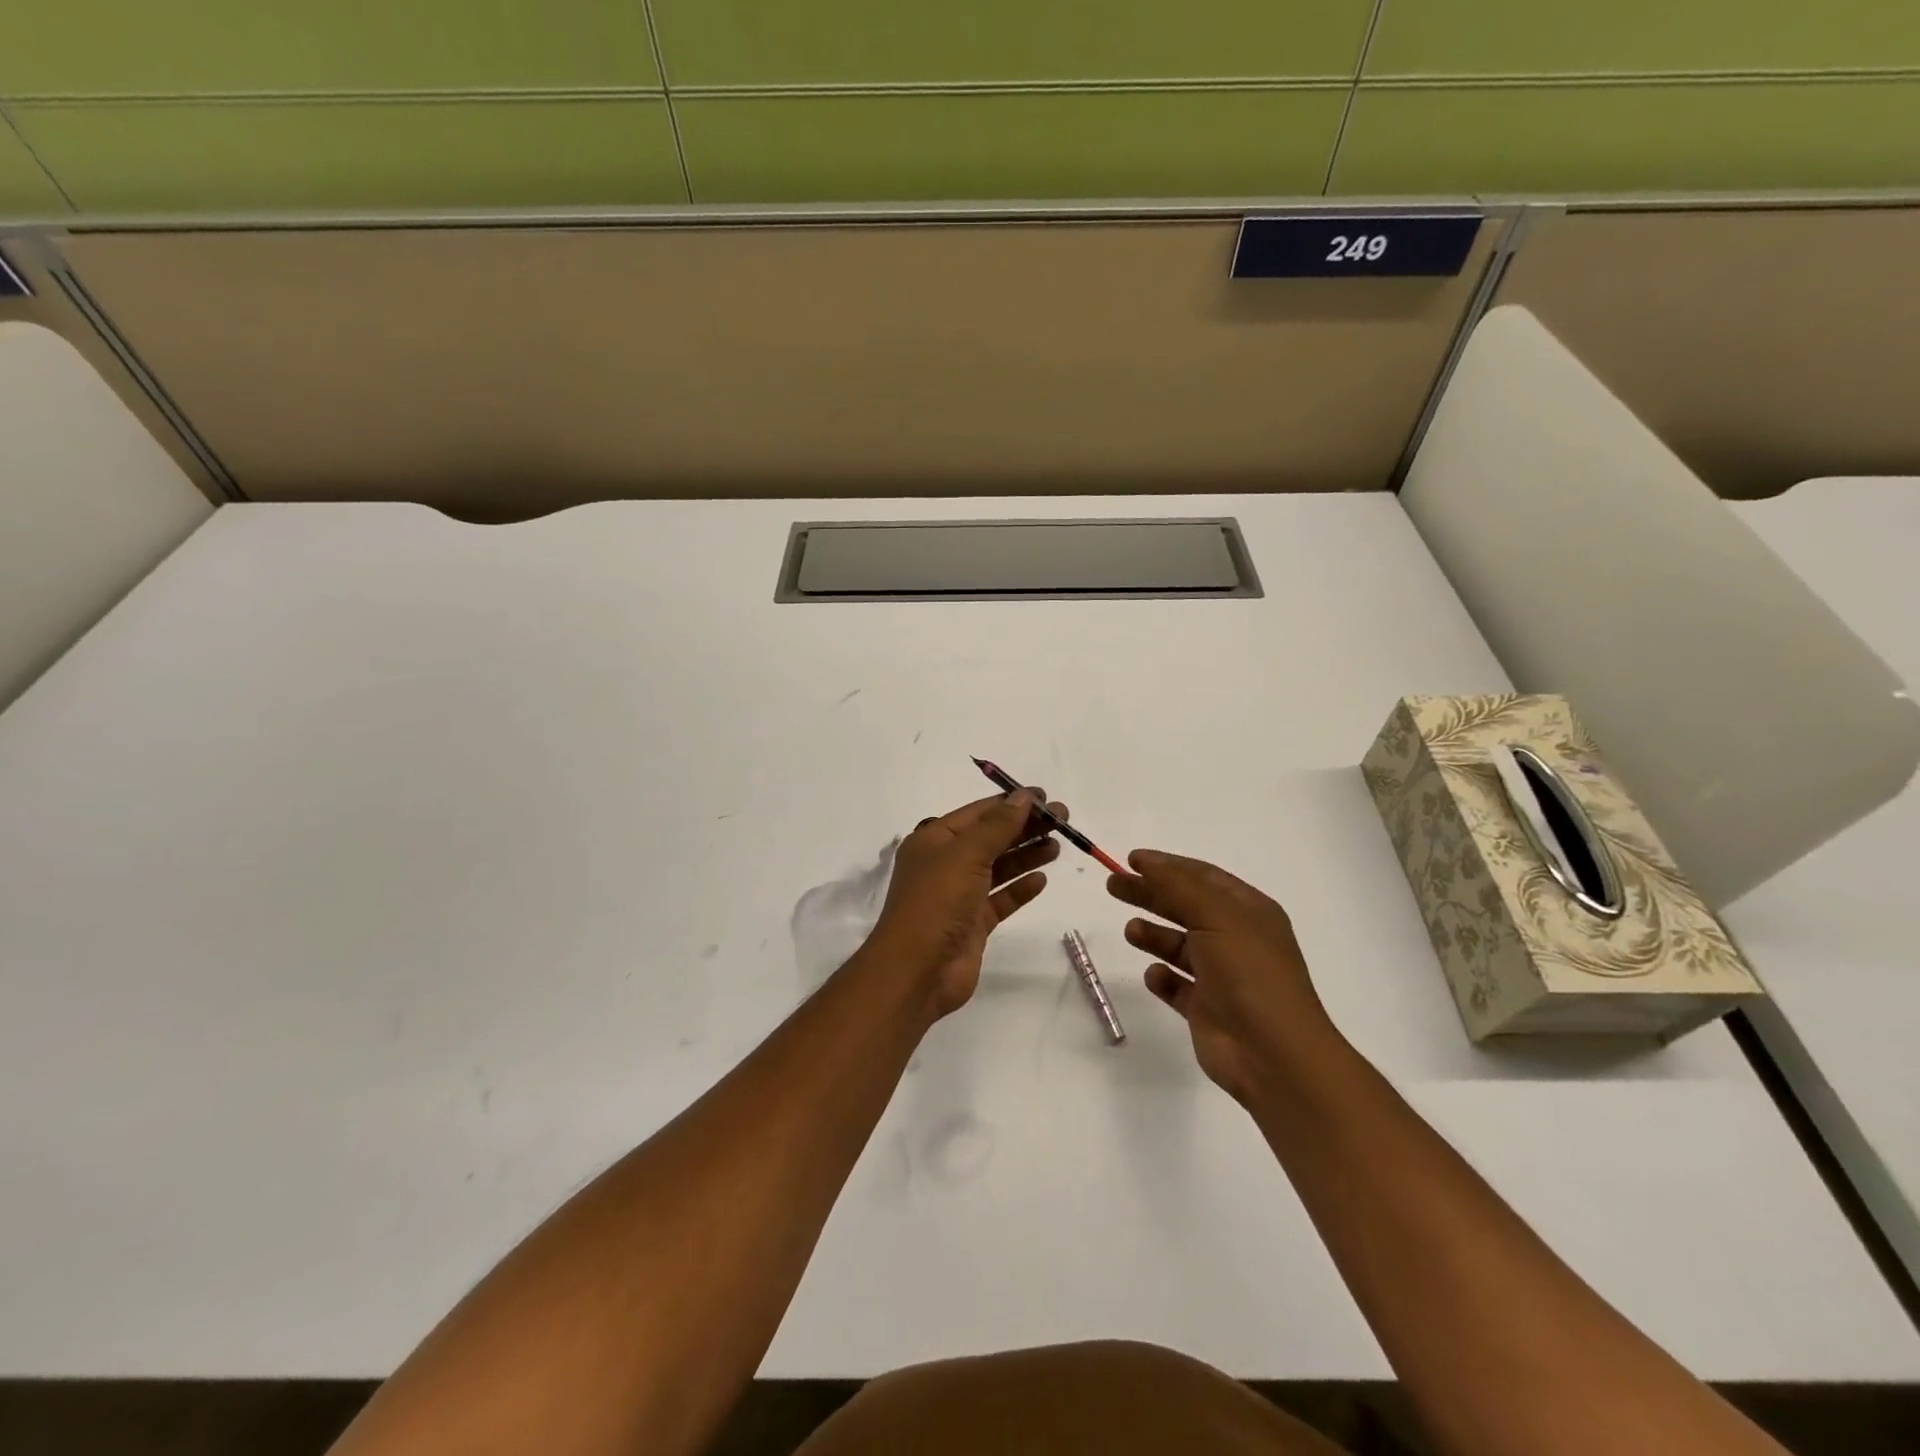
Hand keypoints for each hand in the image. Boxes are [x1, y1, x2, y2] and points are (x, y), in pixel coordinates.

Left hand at [867, 790, 1064, 1018]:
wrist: (917, 971)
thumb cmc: (937, 902)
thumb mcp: (966, 855)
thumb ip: (998, 825)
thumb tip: (1024, 796)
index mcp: (934, 840)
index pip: (978, 813)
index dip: (1011, 803)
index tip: (1045, 797)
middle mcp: (945, 864)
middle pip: (991, 838)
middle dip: (1025, 827)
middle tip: (1063, 819)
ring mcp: (959, 895)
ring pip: (998, 867)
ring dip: (1026, 855)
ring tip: (1057, 846)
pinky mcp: (973, 924)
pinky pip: (1001, 899)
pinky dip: (1020, 889)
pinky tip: (1041, 879)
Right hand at [1107, 850, 1334, 1103]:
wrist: (1272, 1054)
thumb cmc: (1249, 973)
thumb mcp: (1216, 916)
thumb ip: (1178, 885)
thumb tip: (1146, 862)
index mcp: (1248, 911)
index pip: (1203, 877)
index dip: (1167, 865)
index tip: (1131, 860)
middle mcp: (1236, 939)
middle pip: (1185, 907)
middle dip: (1150, 894)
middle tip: (1113, 885)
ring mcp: (1222, 976)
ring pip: (1179, 946)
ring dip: (1154, 935)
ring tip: (1130, 931)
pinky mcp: (1207, 1009)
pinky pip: (1177, 986)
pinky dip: (1162, 977)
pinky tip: (1153, 975)